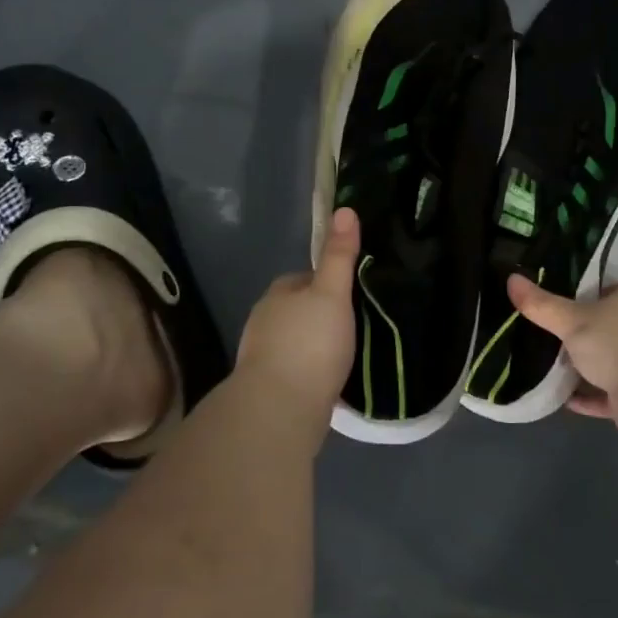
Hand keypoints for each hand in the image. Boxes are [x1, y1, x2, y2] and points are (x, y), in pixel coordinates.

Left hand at [237, 208, 359, 417]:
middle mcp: (263, 321)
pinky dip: (310, 371)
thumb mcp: (332, 293)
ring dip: (315, 346)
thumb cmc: (310, 343)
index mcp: (277, 294)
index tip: (352, 294)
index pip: (304, 278)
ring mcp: (262, 356)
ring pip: (295, 341)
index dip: (328, 283)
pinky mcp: (268, 387)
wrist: (279, 409)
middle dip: (320, 316)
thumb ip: (339, 255)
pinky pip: (295, 370)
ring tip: (346, 354)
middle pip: (298, 310)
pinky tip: (330, 380)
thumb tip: (345, 209)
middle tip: (355, 326)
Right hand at [506, 276, 617, 436]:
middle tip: (545, 336)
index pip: (603, 289)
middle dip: (580, 335)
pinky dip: (587, 396)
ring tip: (548, 367)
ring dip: (584, 368)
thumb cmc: (615, 341)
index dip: (580, 295)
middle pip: (605, 326)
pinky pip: (607, 393)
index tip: (553, 303)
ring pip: (607, 361)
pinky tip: (563, 398)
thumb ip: (541, 304)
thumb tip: (510, 278)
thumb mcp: (571, 319)